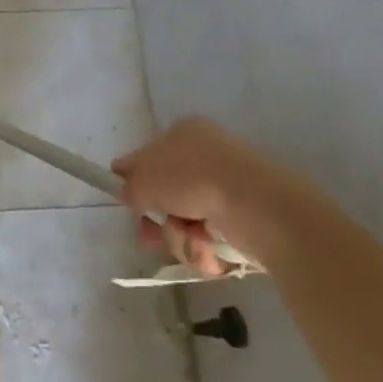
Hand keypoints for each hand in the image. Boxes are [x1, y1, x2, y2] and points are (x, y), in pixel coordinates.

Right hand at [110, 116, 303, 274]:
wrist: (257, 205)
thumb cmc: (192, 179)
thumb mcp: (145, 179)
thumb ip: (128, 184)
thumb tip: (125, 187)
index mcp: (184, 133)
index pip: (149, 155)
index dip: (135, 180)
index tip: (127, 203)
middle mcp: (206, 157)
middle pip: (168, 194)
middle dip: (158, 220)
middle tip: (149, 237)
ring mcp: (228, 188)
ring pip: (188, 220)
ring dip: (180, 237)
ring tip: (191, 239)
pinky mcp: (245, 219)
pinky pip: (212, 237)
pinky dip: (205, 247)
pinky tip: (209, 248)